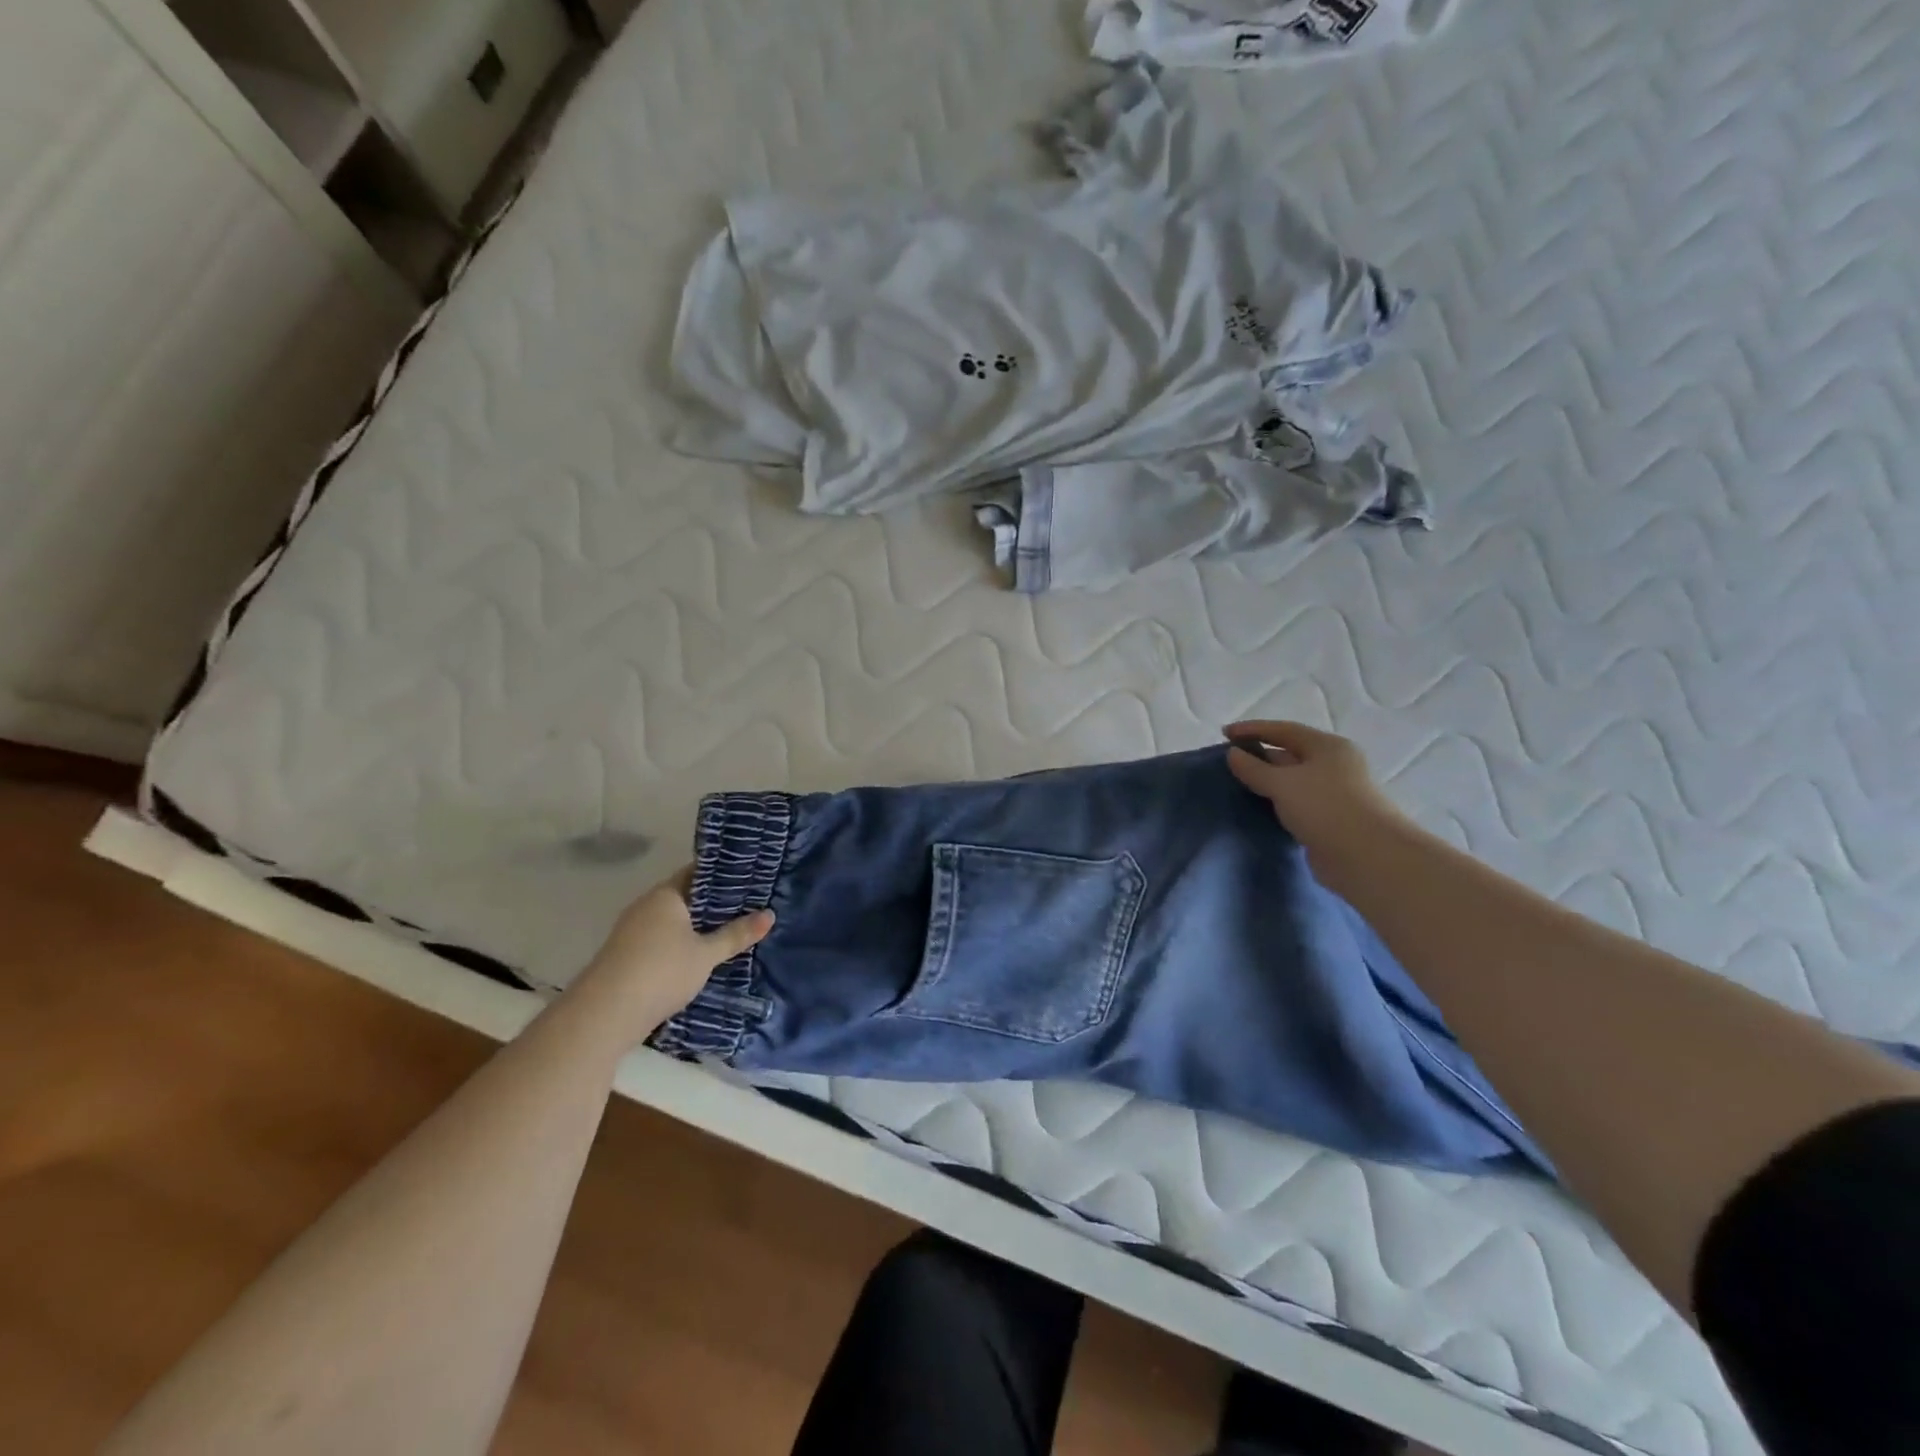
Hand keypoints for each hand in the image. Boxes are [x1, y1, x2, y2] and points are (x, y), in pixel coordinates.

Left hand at [575, 870, 773, 1039]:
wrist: (604, 1015)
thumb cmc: (661, 972)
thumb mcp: (706, 955)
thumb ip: (736, 934)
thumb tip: (770, 914)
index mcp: (665, 895)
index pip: (697, 873)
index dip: (723, 875)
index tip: (750, 879)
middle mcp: (646, 906)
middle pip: (686, 897)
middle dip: (714, 903)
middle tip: (749, 906)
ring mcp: (632, 932)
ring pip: (673, 921)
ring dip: (697, 926)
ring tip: (731, 930)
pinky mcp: (627, 956)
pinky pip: (662, 940)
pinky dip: (682, 944)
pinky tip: (701, 956)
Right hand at [1223, 720, 1402, 854]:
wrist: (1365, 857)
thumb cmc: (1324, 807)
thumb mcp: (1282, 783)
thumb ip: (1254, 768)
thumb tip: (1233, 754)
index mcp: (1327, 747)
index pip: (1283, 730)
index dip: (1252, 729)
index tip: (1224, 733)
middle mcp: (1334, 765)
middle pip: (1290, 754)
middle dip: (1259, 756)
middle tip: (1228, 762)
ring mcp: (1334, 794)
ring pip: (1292, 781)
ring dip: (1267, 782)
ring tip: (1237, 785)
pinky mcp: (1330, 820)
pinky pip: (1296, 804)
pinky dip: (1276, 804)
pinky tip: (1258, 809)